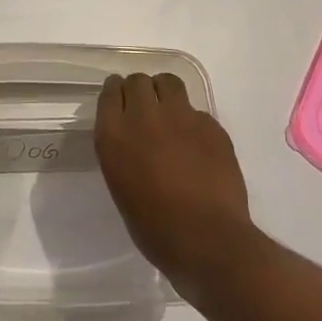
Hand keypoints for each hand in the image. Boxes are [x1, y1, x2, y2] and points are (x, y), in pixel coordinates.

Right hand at [93, 72, 254, 292]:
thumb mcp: (121, 187)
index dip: (116, 93)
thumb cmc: (154, 228)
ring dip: (164, 92)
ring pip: (168, 82)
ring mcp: (181, 117)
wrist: (207, 239)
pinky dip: (192, 120)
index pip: (110, 92)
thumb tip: (133, 141)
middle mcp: (144, 117)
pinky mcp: (210, 125)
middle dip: (139, 90)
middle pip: (138, 81)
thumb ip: (122, 153)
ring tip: (169, 112)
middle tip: (145, 108)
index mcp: (114, 135)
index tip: (120, 101)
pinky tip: (196, 143)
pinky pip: (196, 110)